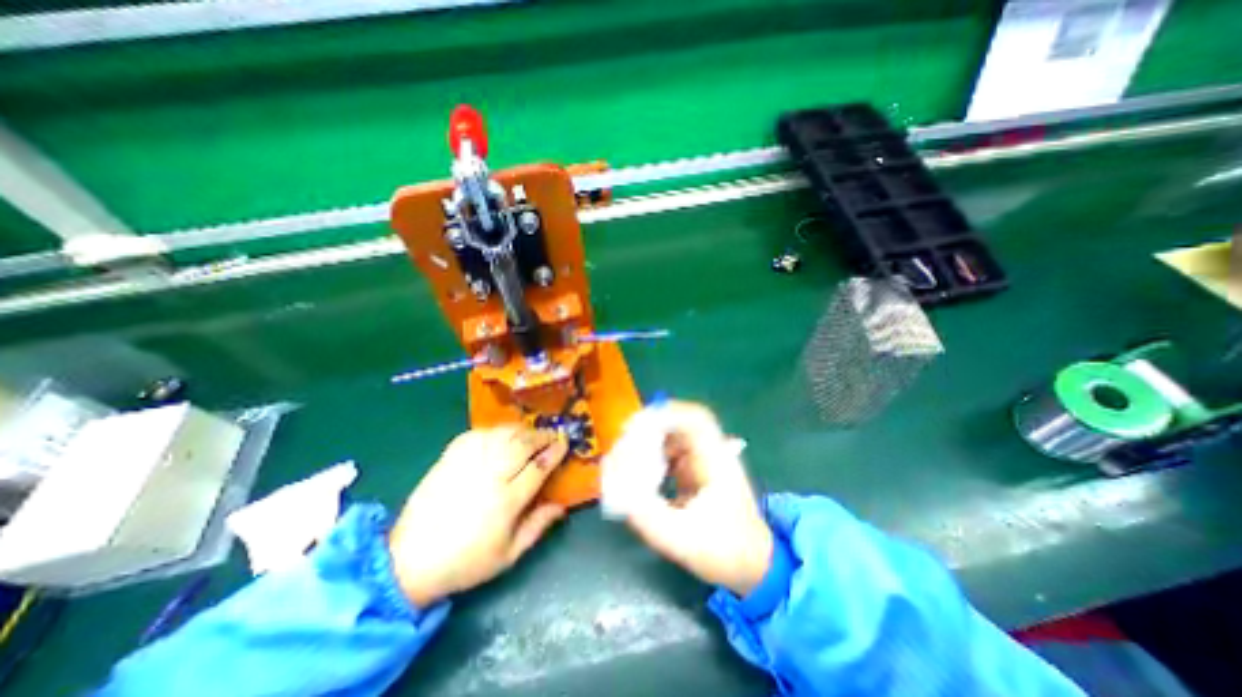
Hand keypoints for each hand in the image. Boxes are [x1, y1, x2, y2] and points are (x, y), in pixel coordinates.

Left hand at [386, 423, 568, 605]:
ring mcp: (468, 463)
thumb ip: (538, 526)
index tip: (565, 443)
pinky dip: (495, 430)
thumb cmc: (466, 561)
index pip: (539, 466)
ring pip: (503, 434)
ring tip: (531, 432)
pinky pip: (478, 434)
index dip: (555, 451)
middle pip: (523, 444)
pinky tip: (502, 434)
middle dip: (542, 436)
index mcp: (507, 501)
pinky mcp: (450, 457)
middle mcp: (490, 476)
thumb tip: (562, 506)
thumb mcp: (509, 555)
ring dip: (522, 430)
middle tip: (553, 434)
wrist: (410, 560)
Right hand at [615, 405, 773, 594]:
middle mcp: (711, 453)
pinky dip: (652, 454)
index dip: (667, 414)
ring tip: (627, 455)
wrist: (753, 565)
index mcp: (717, 461)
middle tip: (625, 440)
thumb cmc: (725, 552)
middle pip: (680, 422)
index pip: (696, 419)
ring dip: (649, 440)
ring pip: (673, 435)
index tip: (638, 426)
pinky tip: (638, 470)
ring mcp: (704, 460)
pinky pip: (670, 450)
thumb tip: (616, 490)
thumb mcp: (682, 539)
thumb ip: (647, 516)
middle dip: (650, 426)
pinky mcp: (695, 470)